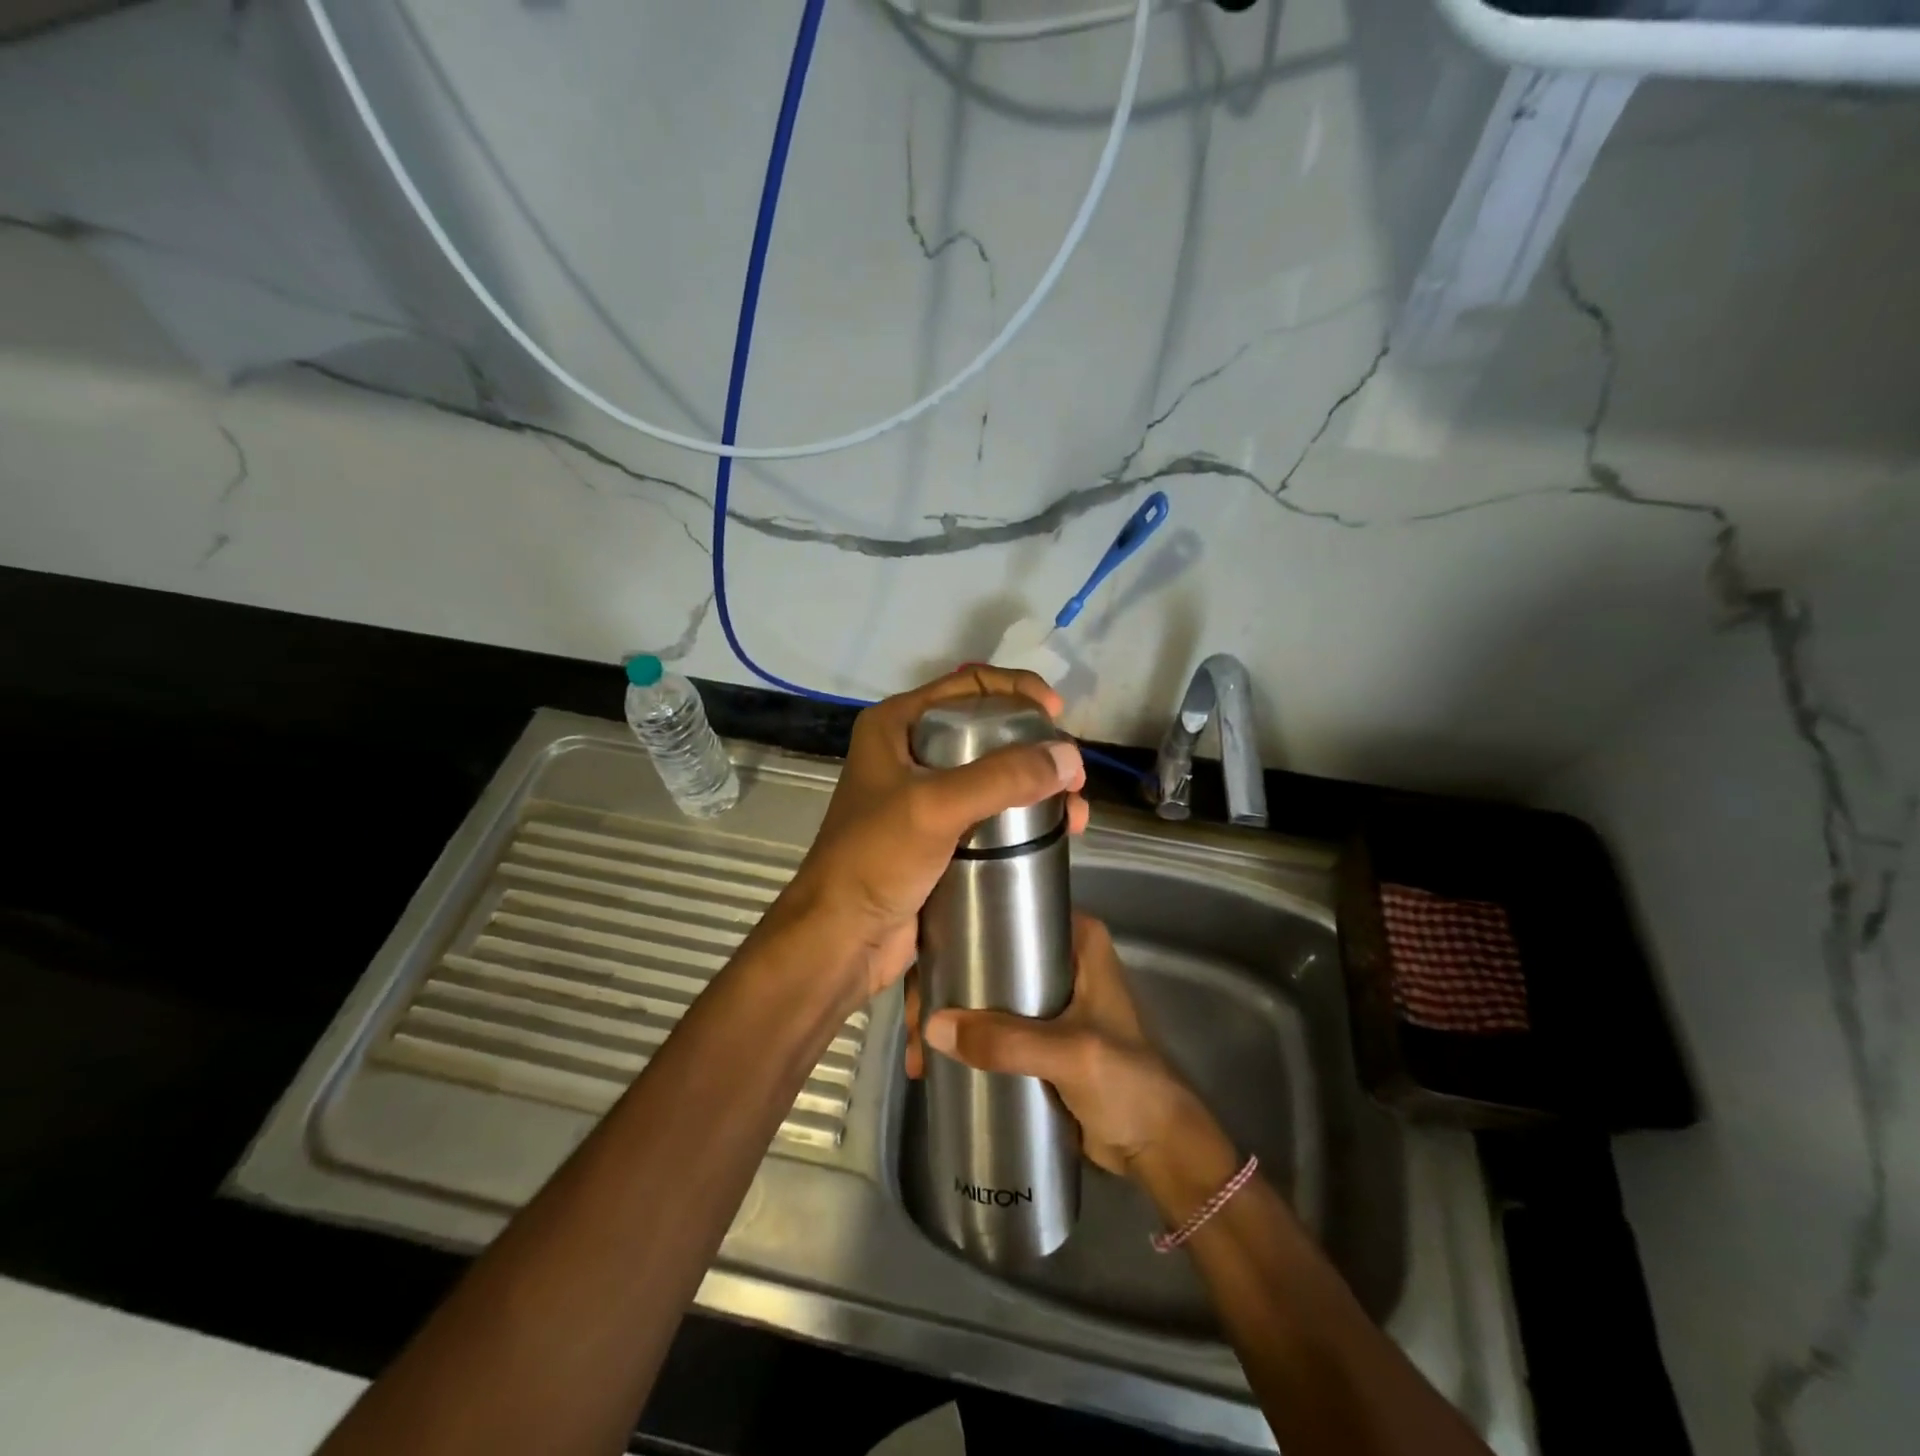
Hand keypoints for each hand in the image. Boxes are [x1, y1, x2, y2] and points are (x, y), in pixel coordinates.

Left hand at [771, 667, 1089, 1002]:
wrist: (842, 937)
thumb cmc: (875, 859)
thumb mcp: (935, 806)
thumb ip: (1002, 777)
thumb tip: (1069, 757)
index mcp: (897, 725)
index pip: (968, 685)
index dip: (1017, 690)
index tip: (1057, 713)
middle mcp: (911, 752)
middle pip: (987, 729)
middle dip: (1035, 745)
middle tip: (1072, 772)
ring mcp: (925, 796)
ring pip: (994, 774)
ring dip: (1037, 785)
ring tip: (1075, 810)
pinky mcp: (940, 836)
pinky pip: (991, 813)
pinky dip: (1025, 817)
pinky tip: (1057, 833)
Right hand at [907, 913, 1201, 1177]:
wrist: (1154, 1145)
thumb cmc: (1126, 1083)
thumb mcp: (1070, 1054)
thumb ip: (1008, 1041)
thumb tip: (932, 1028)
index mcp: (1075, 939)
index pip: (1008, 915)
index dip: (960, 933)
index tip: (925, 966)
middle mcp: (1057, 957)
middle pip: (984, 954)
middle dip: (942, 985)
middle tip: (915, 1025)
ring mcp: (1044, 997)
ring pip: (980, 989)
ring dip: (944, 1016)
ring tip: (918, 1056)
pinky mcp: (1034, 1034)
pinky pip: (986, 1024)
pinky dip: (958, 1038)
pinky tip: (930, 1061)